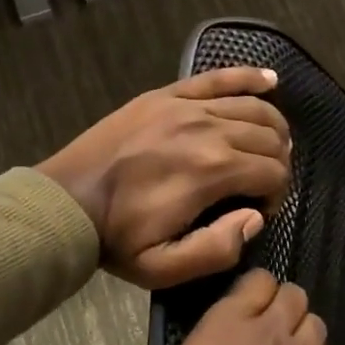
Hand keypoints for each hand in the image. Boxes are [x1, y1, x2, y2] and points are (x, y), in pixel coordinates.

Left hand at [40, 69, 291, 289]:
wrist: (66, 202)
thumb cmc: (117, 238)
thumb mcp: (164, 267)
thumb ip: (218, 249)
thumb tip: (255, 218)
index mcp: (212, 170)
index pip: (273, 172)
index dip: (277, 194)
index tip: (260, 210)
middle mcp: (208, 128)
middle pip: (269, 137)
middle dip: (278, 162)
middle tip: (263, 184)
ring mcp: (186, 106)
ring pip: (253, 107)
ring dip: (272, 128)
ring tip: (271, 147)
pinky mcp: (166, 95)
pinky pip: (218, 78)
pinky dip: (249, 77)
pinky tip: (271, 81)